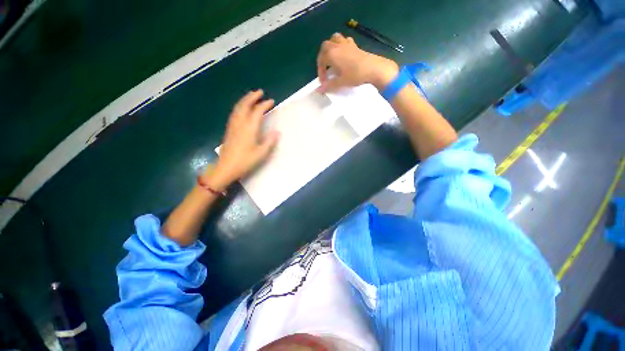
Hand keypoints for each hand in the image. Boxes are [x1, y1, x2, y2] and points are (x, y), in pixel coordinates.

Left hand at [207, 90, 279, 189]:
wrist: (226, 168)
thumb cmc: (245, 161)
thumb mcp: (261, 153)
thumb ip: (269, 141)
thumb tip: (277, 132)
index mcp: (249, 128)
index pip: (257, 111)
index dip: (264, 105)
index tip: (271, 101)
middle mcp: (240, 123)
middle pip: (244, 105)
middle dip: (252, 97)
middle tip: (260, 92)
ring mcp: (233, 126)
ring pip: (238, 108)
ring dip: (245, 100)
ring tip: (251, 96)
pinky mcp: (229, 129)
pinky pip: (234, 113)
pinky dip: (240, 107)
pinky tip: (242, 109)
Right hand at [317, 33, 398, 92]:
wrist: (373, 68)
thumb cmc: (355, 75)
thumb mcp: (340, 82)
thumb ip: (329, 85)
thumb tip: (318, 90)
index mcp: (332, 54)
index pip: (321, 61)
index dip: (320, 72)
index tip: (324, 82)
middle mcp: (337, 46)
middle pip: (325, 47)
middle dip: (322, 57)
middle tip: (325, 69)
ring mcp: (347, 44)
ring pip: (334, 39)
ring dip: (331, 47)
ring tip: (332, 58)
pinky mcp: (355, 45)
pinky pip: (345, 40)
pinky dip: (341, 44)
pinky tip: (343, 53)